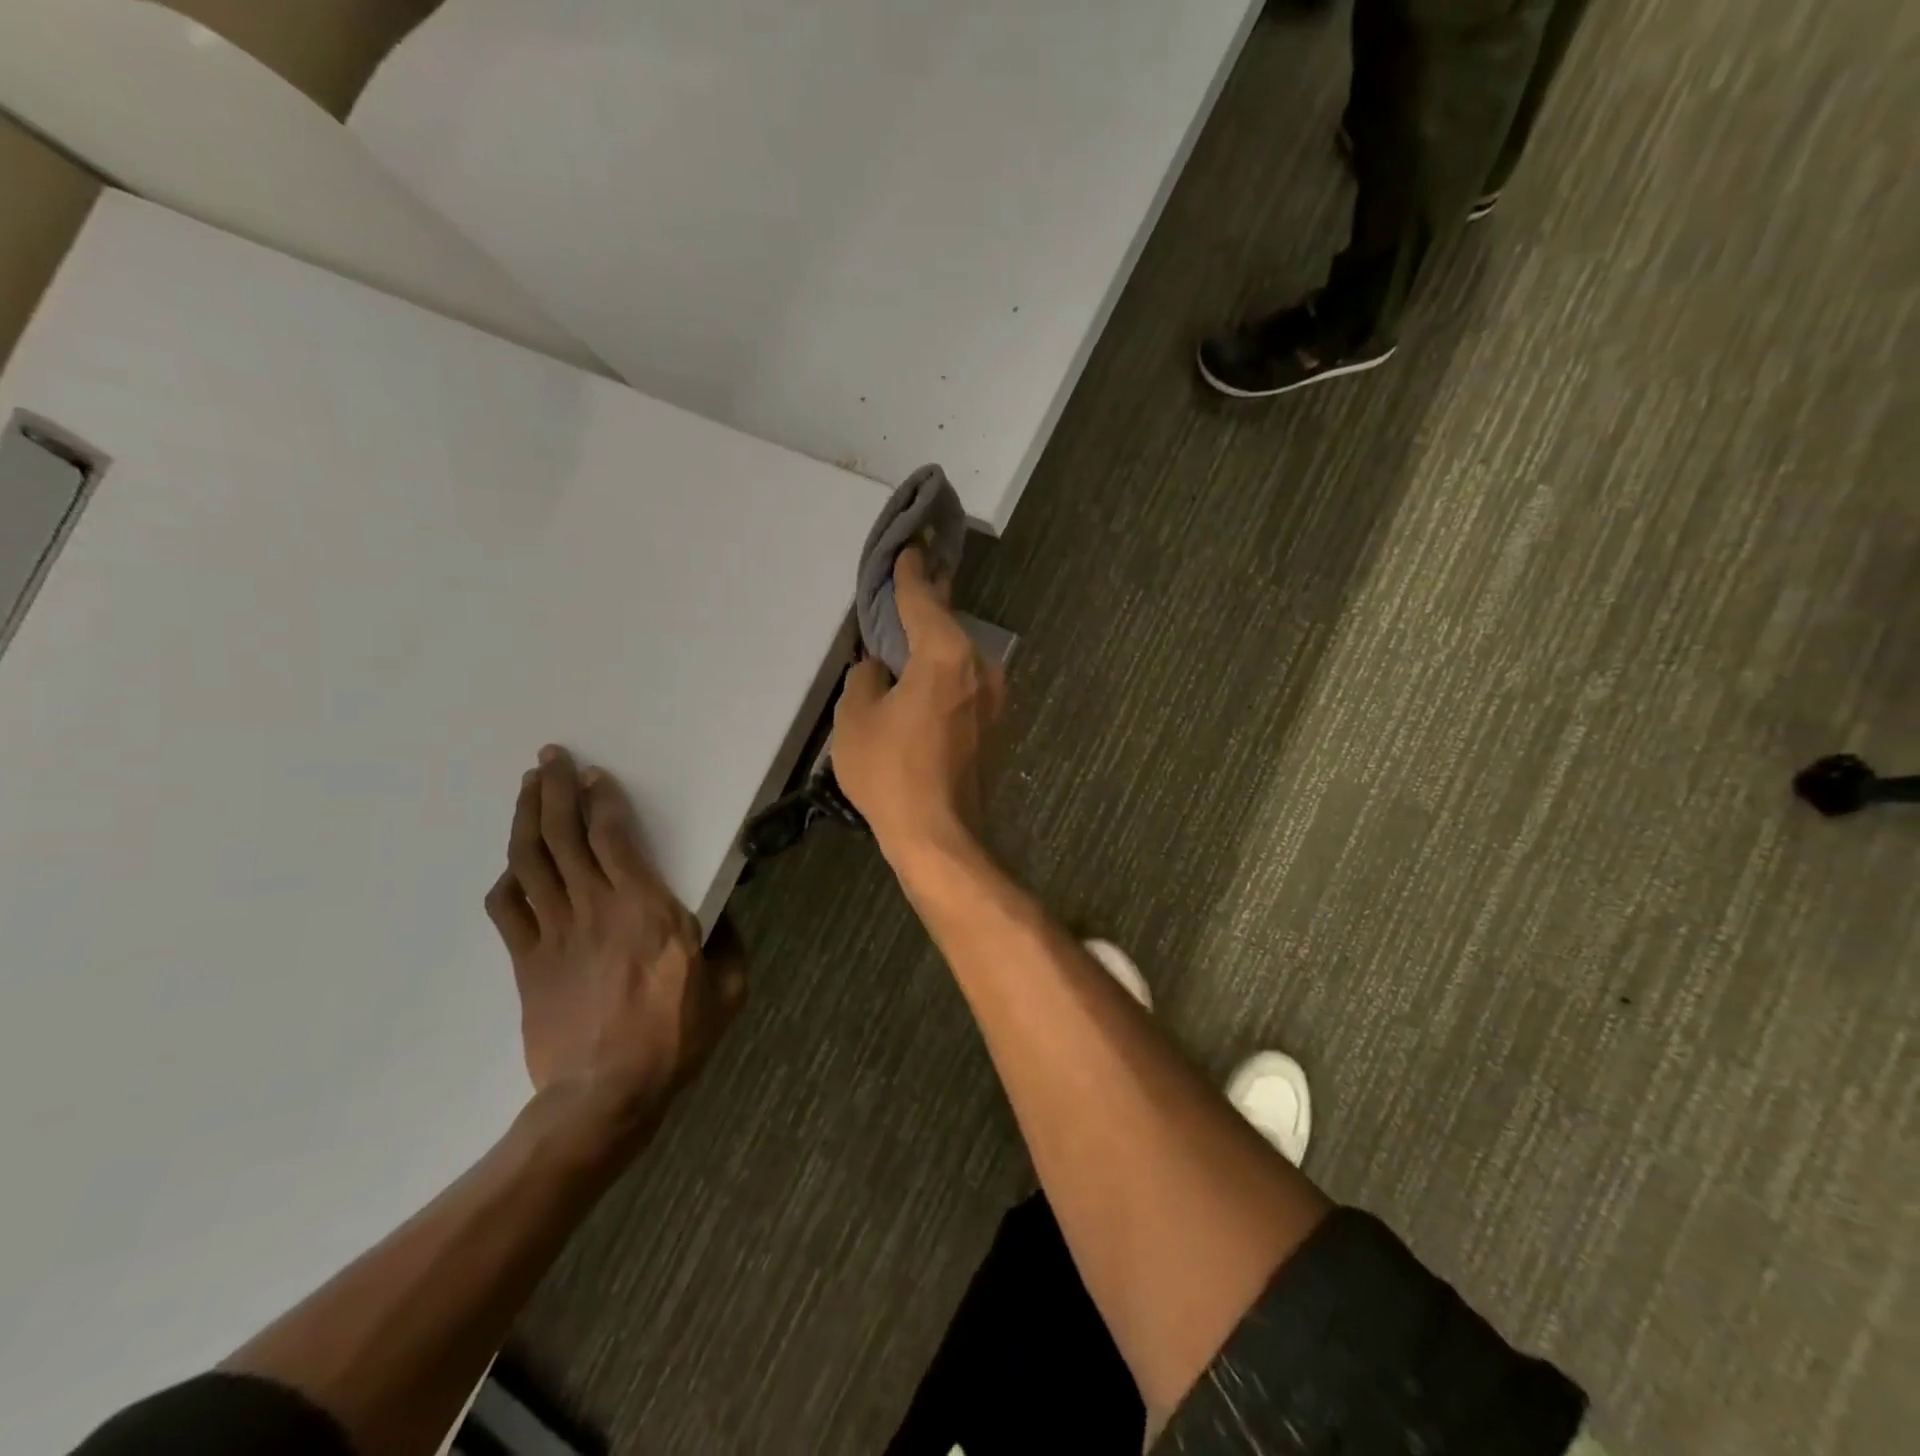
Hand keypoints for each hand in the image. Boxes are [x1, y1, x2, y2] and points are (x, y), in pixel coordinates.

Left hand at [485, 747, 746, 1137]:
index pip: (613, 838)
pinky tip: (513, 865)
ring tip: (526, 788)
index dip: (600, 800)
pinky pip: (508, 910)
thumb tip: (719, 914)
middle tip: (548, 758)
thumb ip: (727, 940)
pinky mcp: (527, 963)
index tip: (593, 774)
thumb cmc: (676, 1037)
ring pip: (531, 862)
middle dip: (553, 790)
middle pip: (564, 836)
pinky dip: (507, 880)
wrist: (606, 1095)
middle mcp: (595, 908)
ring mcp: (554, 934)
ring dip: (526, 819)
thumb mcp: (728, 987)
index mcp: (647, 908)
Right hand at [833, 547, 1005, 857]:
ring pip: (959, 659)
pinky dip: (945, 679)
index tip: (911, 546)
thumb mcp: (855, 719)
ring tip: (908, 643)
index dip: (911, 573)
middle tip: (909, 583)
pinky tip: (924, 688)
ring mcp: (996, 699)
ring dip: (935, 649)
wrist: (941, 837)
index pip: (924, 600)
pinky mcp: (997, 727)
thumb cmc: (892, 773)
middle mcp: (982, 667)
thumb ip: (866, 679)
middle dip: (926, 607)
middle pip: (948, 626)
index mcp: (946, 655)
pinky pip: (965, 687)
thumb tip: (879, 670)